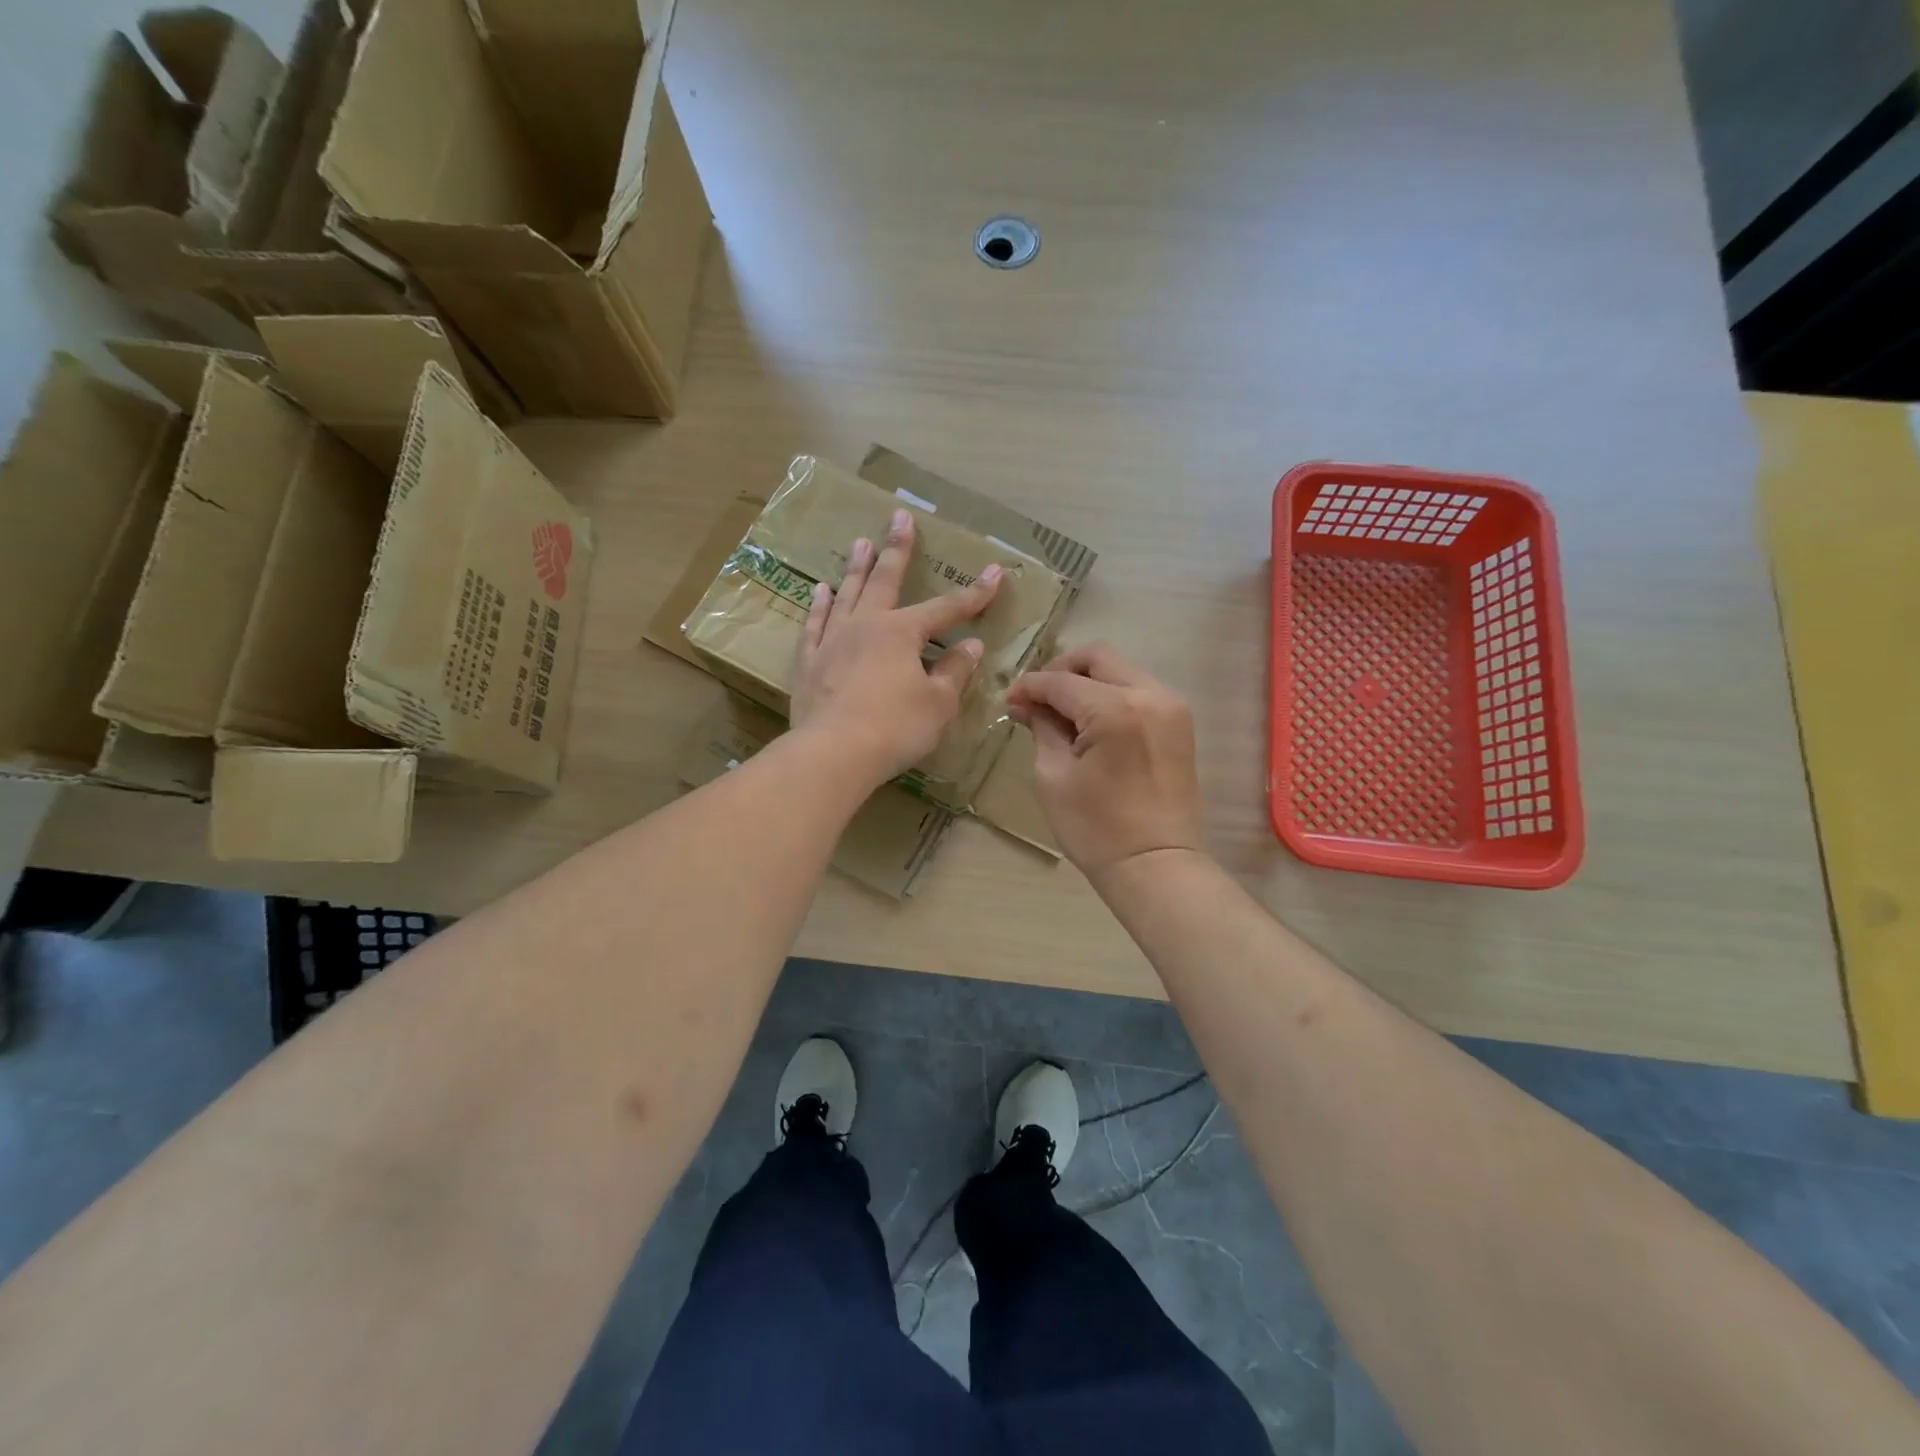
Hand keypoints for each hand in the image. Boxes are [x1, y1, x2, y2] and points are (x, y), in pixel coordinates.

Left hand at [791, 508, 1002, 788]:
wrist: (833, 753)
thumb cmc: (895, 727)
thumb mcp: (938, 704)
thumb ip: (954, 672)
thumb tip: (970, 647)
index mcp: (901, 633)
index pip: (945, 609)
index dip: (973, 594)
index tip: (995, 574)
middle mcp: (865, 626)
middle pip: (885, 580)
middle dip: (897, 548)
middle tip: (900, 517)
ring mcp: (832, 641)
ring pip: (847, 595)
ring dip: (856, 568)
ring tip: (861, 542)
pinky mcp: (809, 663)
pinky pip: (815, 625)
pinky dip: (819, 606)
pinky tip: (821, 591)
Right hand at [1004, 643, 1205, 877]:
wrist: (1156, 865)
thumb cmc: (1096, 829)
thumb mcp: (1054, 776)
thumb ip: (1042, 729)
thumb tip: (1026, 704)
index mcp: (1115, 710)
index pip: (1062, 681)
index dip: (1030, 687)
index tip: (1009, 701)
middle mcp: (1150, 694)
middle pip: (1098, 657)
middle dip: (1061, 671)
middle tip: (1037, 699)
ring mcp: (1171, 705)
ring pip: (1121, 669)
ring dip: (1087, 681)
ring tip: (1062, 712)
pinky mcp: (1179, 721)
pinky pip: (1138, 689)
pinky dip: (1111, 694)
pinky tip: (1090, 721)